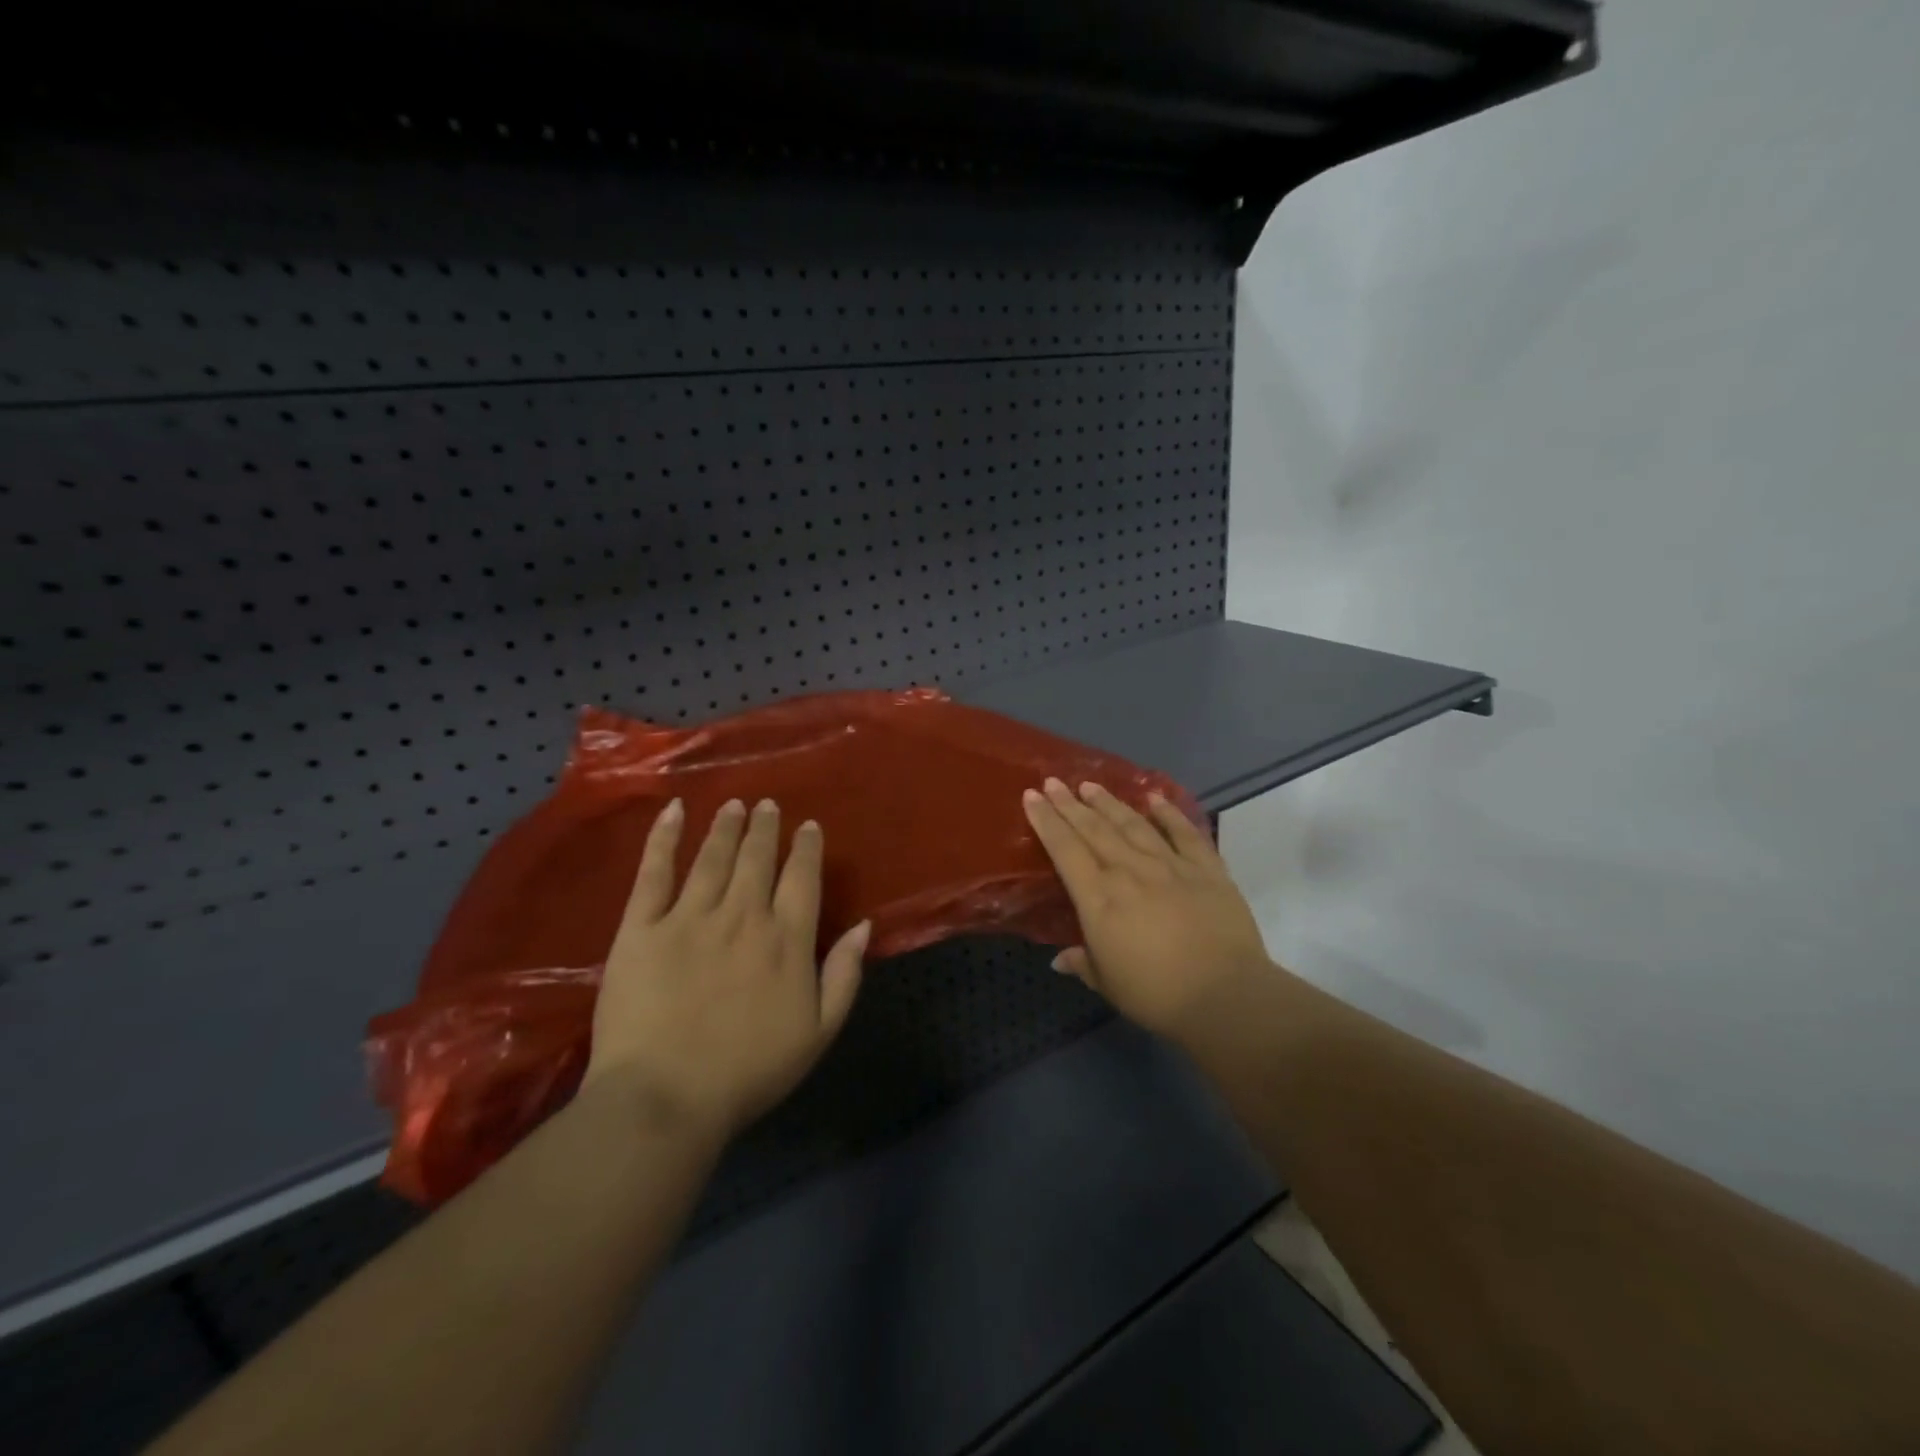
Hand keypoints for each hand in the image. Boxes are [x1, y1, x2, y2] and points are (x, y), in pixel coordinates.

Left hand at [583, 797, 868, 1139]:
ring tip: (732, 805)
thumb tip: (863, 925)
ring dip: (725, 826)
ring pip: (712, 857)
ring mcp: (689, 917)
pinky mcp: (641, 928)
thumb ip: (845, 975)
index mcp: (786, 939)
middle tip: (765, 804)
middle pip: (756, 858)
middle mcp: (742, 915)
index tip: (807, 826)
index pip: (801, 878)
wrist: (665, 1098)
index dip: (806, 849)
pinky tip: (673, 811)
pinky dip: (664, 839)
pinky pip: (654, 873)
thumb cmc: (749, 1072)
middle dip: (764, 828)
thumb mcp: (818, 1032)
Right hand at [1023, 778, 1270, 1041]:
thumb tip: (1060, 959)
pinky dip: (1169, 813)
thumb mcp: (1108, 983)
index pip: (1064, 849)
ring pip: (1133, 824)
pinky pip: (1184, 833)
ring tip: (1091, 785)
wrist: (1226, 994)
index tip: (1032, 795)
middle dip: (1070, 804)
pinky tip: (1155, 798)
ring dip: (1109, 803)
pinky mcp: (1207, 869)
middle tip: (1054, 781)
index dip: (1046, 821)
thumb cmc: (1156, 994)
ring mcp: (1170, 865)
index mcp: (1099, 897)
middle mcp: (1129, 871)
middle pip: (1094, 829)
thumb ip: (1083, 963)